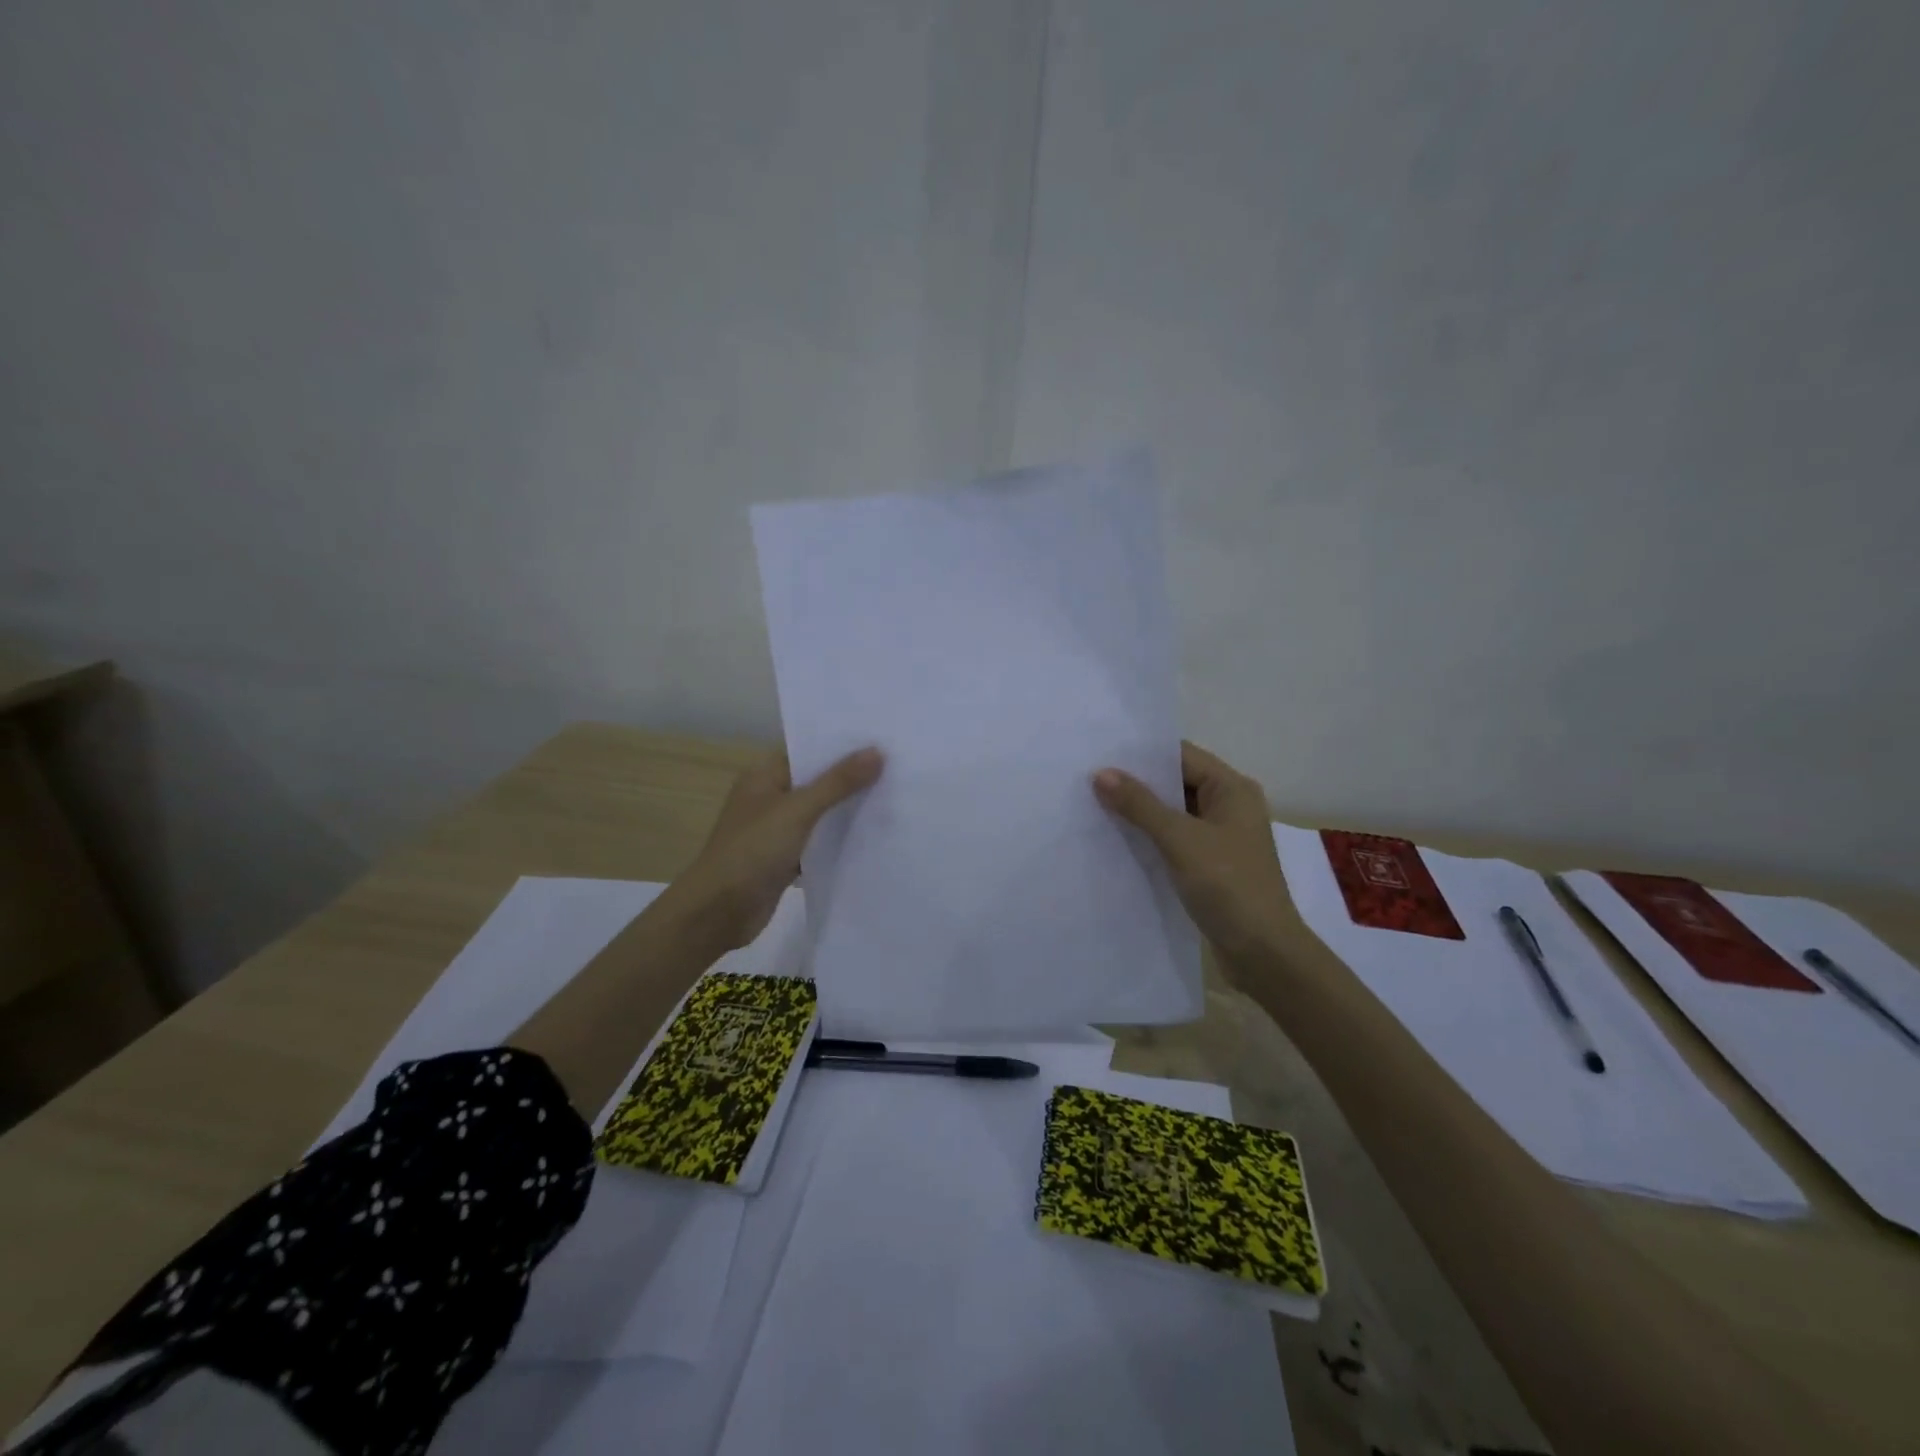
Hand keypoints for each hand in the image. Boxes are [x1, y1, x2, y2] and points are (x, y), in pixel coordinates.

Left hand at [664, 746, 883, 957]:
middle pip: (817, 782)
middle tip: (898, 768)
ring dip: (848, 811)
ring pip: (820, 814)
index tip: (882, 739)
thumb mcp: (798, 811)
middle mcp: (770, 798)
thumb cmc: (752, 850)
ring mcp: (776, 830)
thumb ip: (838, 782)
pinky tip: (874, 838)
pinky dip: (839, 842)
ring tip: (895, 798)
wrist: (718, 912)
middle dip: (852, 779)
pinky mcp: (785, 860)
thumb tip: (877, 751)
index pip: (808, 750)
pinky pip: (818, 843)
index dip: (842, 745)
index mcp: (764, 776)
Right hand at [1092, 741, 1294, 965]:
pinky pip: (1175, 839)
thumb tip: (1101, 773)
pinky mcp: (1211, 865)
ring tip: (1094, 805)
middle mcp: (1230, 806)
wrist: (1263, 953)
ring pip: (1174, 813)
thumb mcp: (1180, 840)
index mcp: (1232, 789)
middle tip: (1089, 779)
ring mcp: (1221, 837)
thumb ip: (1140, 805)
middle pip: (1177, 782)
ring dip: (1141, 811)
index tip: (1100, 753)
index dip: (1142, 754)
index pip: (1181, 755)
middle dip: (1137, 782)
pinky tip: (1117, 839)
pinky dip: (1150, 837)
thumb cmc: (1228, 886)